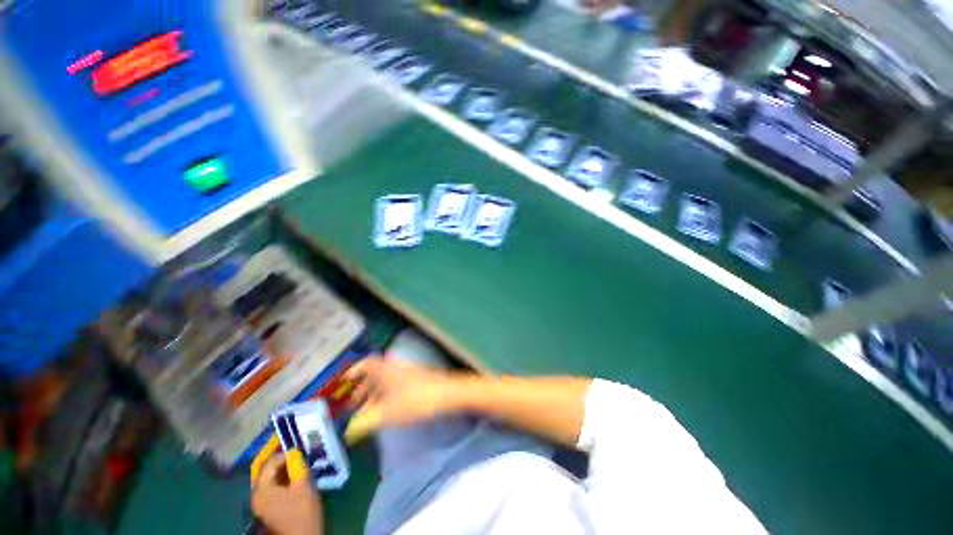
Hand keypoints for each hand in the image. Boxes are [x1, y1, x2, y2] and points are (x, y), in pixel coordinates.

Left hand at [252, 451, 322, 534]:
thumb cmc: (302, 510)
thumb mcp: (303, 484)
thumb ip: (297, 465)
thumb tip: (294, 452)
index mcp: (262, 490)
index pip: (269, 464)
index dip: (284, 454)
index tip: (299, 449)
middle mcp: (256, 496)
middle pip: (266, 472)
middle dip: (281, 462)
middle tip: (296, 454)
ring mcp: (261, 504)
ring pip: (270, 480)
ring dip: (282, 471)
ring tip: (297, 464)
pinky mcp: (268, 509)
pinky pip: (272, 488)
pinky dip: (281, 480)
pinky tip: (293, 478)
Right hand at [346, 357, 460, 427]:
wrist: (446, 394)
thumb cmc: (414, 400)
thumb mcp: (386, 413)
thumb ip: (365, 423)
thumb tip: (348, 431)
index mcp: (385, 369)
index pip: (366, 363)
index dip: (354, 370)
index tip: (344, 381)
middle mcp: (395, 366)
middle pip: (374, 372)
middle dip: (362, 387)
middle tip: (353, 404)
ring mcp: (407, 371)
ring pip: (385, 379)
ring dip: (374, 393)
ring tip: (368, 411)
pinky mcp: (417, 378)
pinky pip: (395, 383)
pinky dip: (386, 394)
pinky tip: (387, 409)